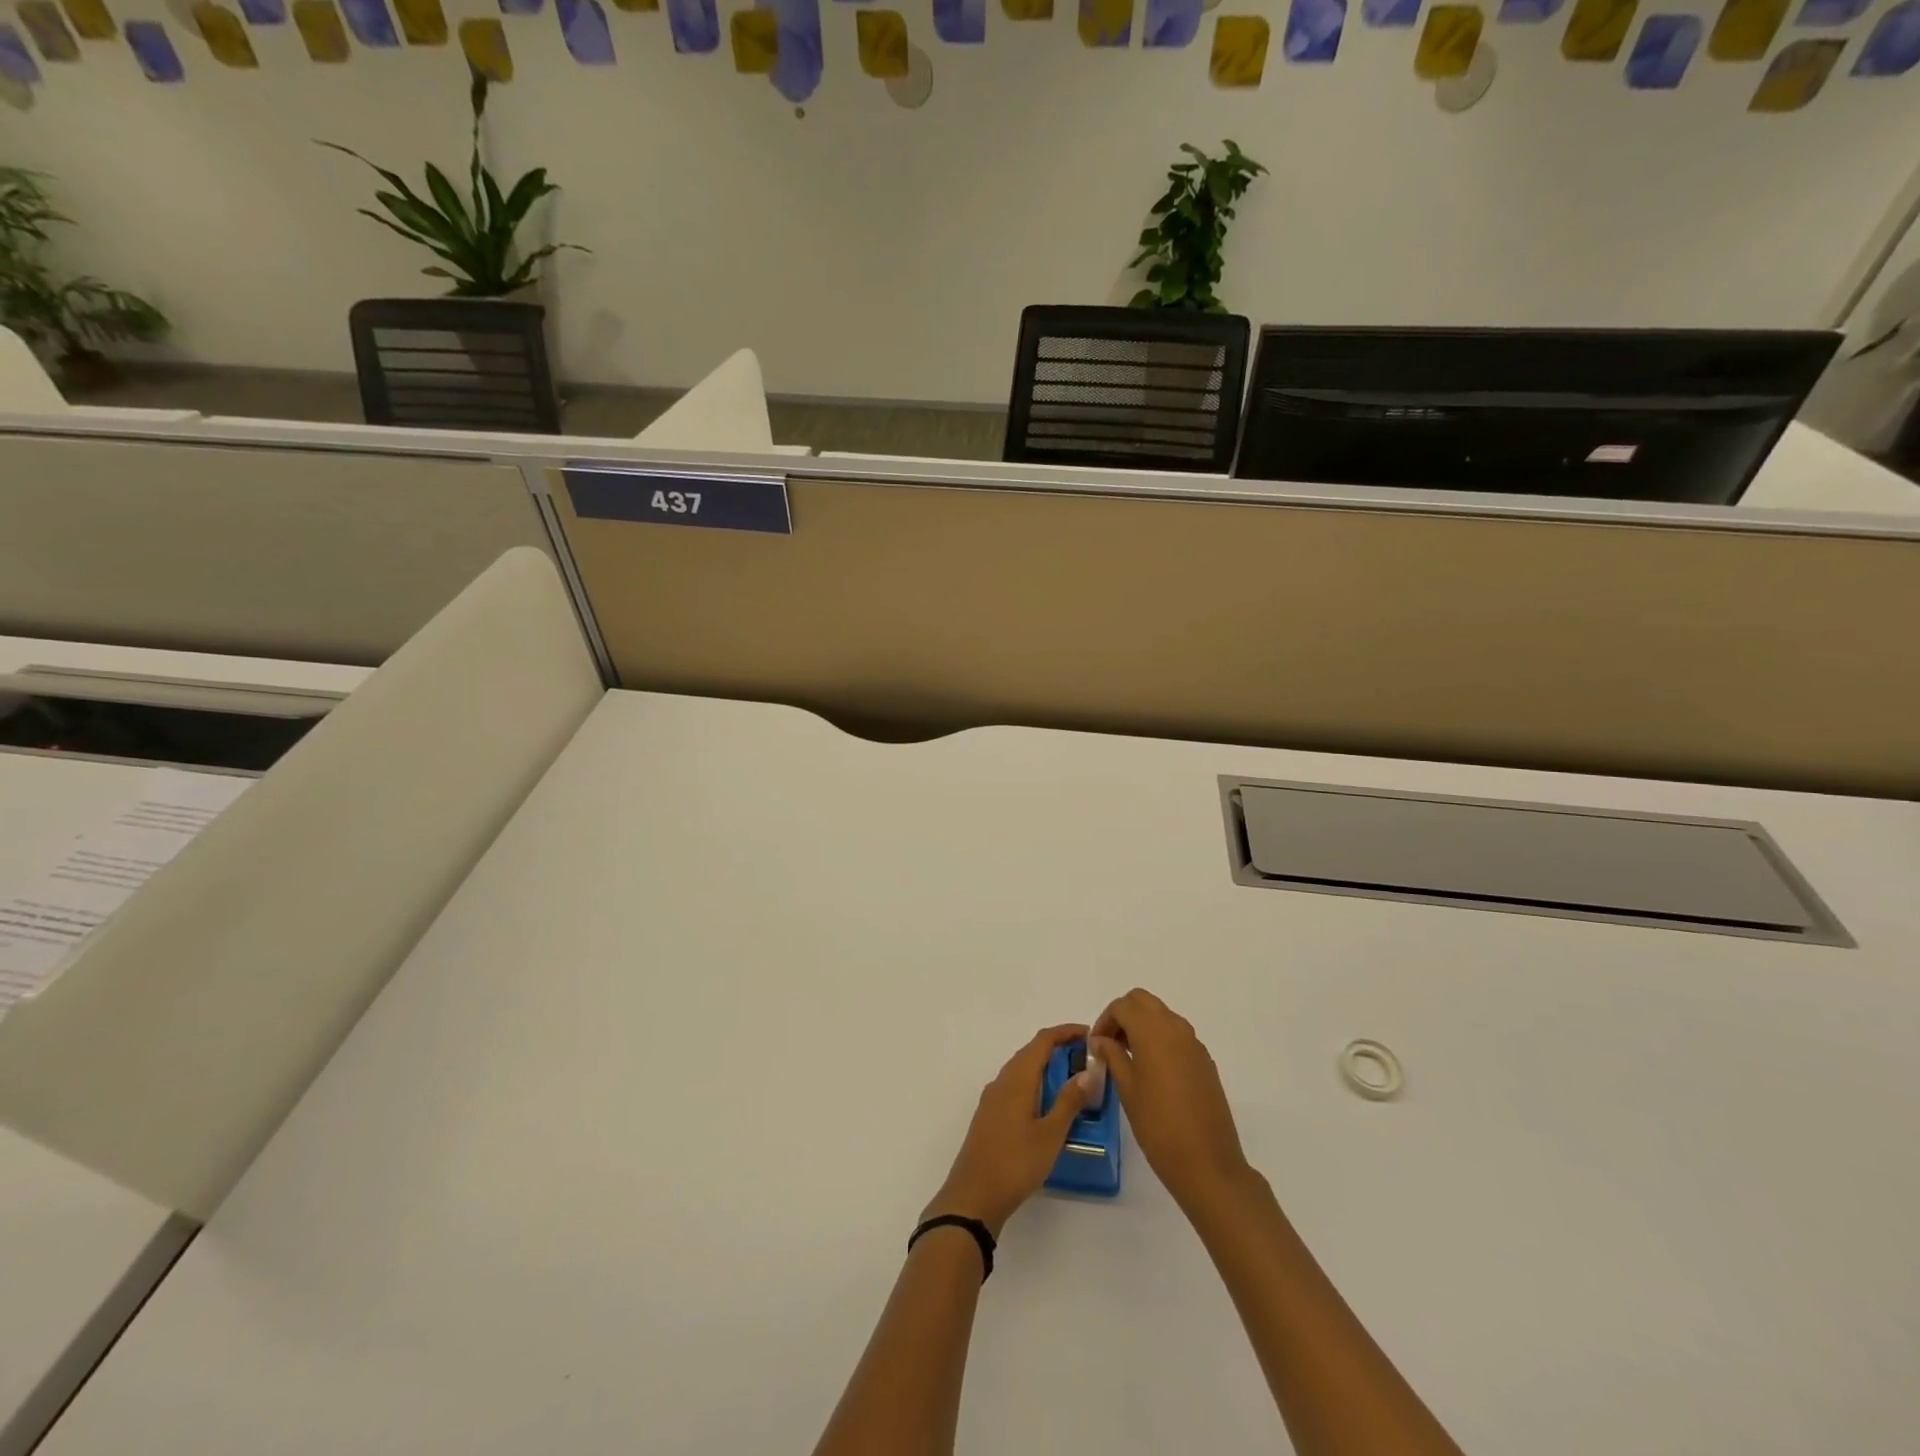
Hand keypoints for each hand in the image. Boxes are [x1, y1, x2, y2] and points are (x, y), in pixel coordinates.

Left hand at [924, 1024, 1094, 1237]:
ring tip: (1071, 1080)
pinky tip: (1046, 1104)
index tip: (1089, 1034)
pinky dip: (1034, 1084)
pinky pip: (1014, 1086)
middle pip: (1030, 1052)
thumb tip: (1086, 1073)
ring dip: (1045, 1067)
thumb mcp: (1050, 1134)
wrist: (973, 1196)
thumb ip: (1068, 1102)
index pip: (1042, 1041)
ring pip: (1021, 1070)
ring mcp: (992, 1098)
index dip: (1065, 1032)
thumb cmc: (1015, 1163)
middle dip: (1057, 1048)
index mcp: (1017, 1078)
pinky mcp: (989, 1115)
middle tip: (1085, 1059)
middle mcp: (1002, 1081)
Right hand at [1091, 989, 1250, 1211]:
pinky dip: (1160, 1039)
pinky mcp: (1204, 1061)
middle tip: (1110, 1043)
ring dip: (1142, 1025)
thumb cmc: (1158, 1126)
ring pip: (1162, 1015)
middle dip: (1123, 1015)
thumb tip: (1101, 1040)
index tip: (1095, 1045)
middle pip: (1143, 1001)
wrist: (1207, 1163)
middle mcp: (1175, 1028)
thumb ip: (1112, 1056)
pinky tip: (1152, 1071)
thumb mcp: (1127, 1089)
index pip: (1122, 1006)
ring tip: (1128, 1057)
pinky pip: (1177, 1035)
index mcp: (1153, 1031)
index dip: (1104, 1020)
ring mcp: (1194, 1044)